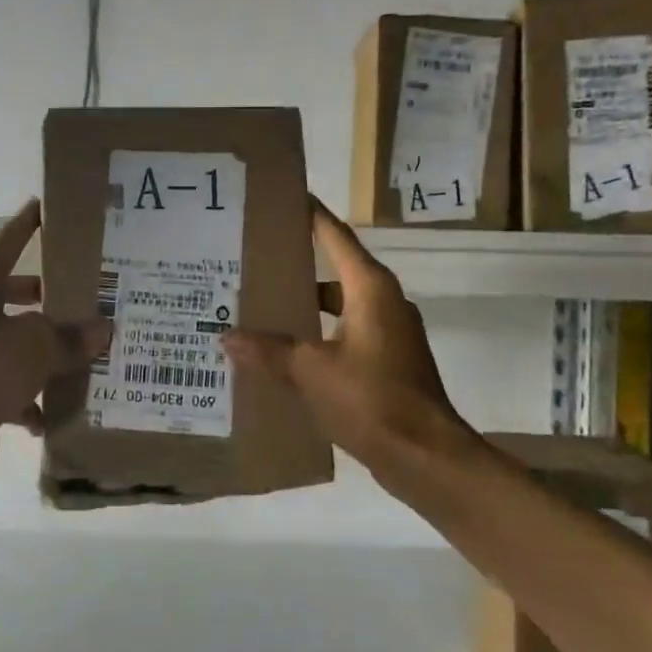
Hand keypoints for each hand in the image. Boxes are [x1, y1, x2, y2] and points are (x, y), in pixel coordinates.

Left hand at [0, 200, 109, 488]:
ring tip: (95, 358)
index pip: (9, 244)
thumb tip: (101, 330)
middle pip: (22, 298)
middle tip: (94, 300)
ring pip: (25, 348)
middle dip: (54, 300)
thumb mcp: (34, 346)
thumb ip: (70, 337)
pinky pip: (19, 393)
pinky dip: (38, 403)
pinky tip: (62, 414)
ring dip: (54, 356)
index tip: (47, 206)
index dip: (28, 224)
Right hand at [222, 199, 468, 478]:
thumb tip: (226, 337)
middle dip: (298, 263)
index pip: (335, 236)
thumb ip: (268, 351)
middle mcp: (383, 301)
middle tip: (255, 257)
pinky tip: (287, 352)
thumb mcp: (311, 372)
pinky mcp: (389, 361)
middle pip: (336, 269)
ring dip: (306, 305)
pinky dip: (319, 335)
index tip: (285, 196)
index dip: (311, 214)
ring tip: (262, 306)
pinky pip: (346, 333)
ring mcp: (389, 332)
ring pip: (339, 305)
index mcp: (370, 289)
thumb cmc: (372, 399)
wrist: (425, 456)